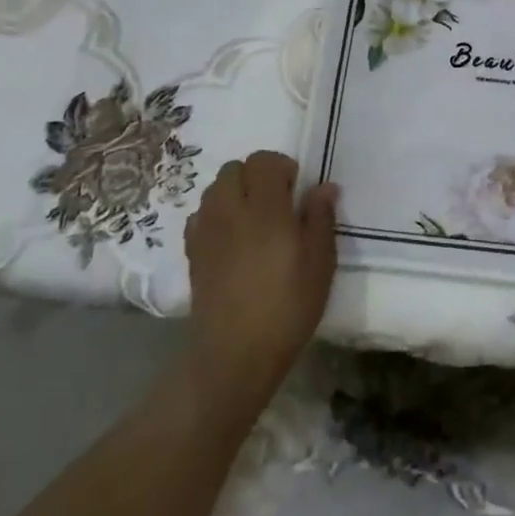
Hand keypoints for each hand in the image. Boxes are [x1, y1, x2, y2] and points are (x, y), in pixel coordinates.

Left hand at [184, 151, 338, 413]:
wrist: (235, 354)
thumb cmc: (287, 306)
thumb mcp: (320, 262)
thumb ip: (321, 217)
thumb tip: (322, 186)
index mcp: (265, 207)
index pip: (263, 161)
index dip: (281, 167)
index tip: (296, 191)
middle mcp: (230, 210)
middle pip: (234, 169)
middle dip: (255, 176)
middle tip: (276, 204)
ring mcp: (206, 231)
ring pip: (214, 189)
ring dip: (234, 193)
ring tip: (253, 220)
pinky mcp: (192, 253)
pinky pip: (200, 216)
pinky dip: (215, 216)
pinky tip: (231, 240)